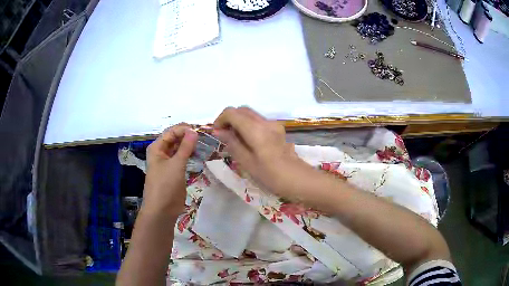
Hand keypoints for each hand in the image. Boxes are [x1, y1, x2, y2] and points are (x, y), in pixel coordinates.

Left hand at [142, 123, 197, 216]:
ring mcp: (168, 162)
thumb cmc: (165, 185)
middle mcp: (162, 152)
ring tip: (206, 143)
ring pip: (180, 148)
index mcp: (157, 148)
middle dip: (189, 136)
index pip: (172, 132)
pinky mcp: (175, 171)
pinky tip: (201, 153)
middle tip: (206, 136)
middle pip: (176, 139)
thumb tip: (194, 130)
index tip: (201, 130)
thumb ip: (185, 147)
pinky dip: (191, 155)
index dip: (185, 129)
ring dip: (191, 145)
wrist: (162, 210)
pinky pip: (183, 158)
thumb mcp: (176, 164)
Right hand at [213, 107, 302, 194]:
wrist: (298, 179)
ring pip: (250, 114)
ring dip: (239, 121)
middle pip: (242, 110)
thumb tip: (218, 131)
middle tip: (223, 135)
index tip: (216, 133)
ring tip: (234, 139)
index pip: (232, 112)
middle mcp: (265, 122)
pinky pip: (259, 121)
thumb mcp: (247, 162)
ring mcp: (273, 124)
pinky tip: (248, 141)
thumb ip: (232, 143)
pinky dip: (248, 125)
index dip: (220, 119)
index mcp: (256, 129)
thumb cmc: (271, 175)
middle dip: (229, 119)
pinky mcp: (278, 129)